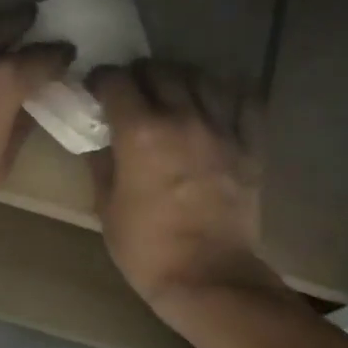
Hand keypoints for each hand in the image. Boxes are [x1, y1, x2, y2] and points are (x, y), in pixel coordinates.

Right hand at [88, 60, 283, 311]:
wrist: (207, 277)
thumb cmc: (147, 250)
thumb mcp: (107, 209)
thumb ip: (102, 165)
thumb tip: (99, 140)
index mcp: (140, 133)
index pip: (117, 81)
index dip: (102, 81)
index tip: (97, 91)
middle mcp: (182, 118)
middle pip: (160, 70)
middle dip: (140, 75)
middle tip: (133, 94)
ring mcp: (222, 128)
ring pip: (202, 77)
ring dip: (181, 79)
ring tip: (173, 95)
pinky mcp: (250, 145)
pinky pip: (244, 100)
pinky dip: (227, 94)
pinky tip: (216, 104)